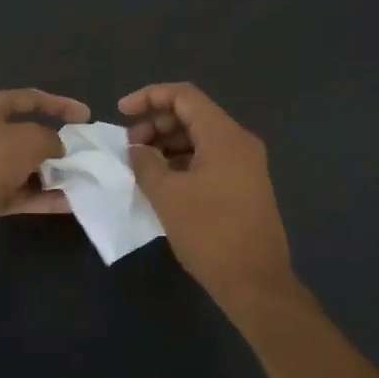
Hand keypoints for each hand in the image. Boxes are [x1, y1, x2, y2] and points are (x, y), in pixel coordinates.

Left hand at [0, 89, 89, 252]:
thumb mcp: (27, 141)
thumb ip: (50, 138)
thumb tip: (58, 146)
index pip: (29, 98)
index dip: (60, 105)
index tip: (86, 117)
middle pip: (27, 134)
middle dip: (57, 144)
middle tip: (84, 152)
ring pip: (25, 166)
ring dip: (52, 173)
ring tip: (82, 179)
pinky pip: (20, 192)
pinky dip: (43, 196)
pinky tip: (70, 203)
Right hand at [120, 83, 297, 308]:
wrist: (256, 282)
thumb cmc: (210, 233)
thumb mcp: (167, 195)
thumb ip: (146, 163)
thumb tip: (137, 149)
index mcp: (224, 135)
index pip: (184, 95)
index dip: (149, 97)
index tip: (121, 112)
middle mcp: (239, 142)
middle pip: (193, 114)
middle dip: (156, 123)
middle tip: (129, 146)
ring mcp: (246, 165)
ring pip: (201, 138)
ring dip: (168, 144)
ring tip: (141, 165)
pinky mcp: (245, 185)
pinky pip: (210, 159)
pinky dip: (183, 161)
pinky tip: (162, 181)